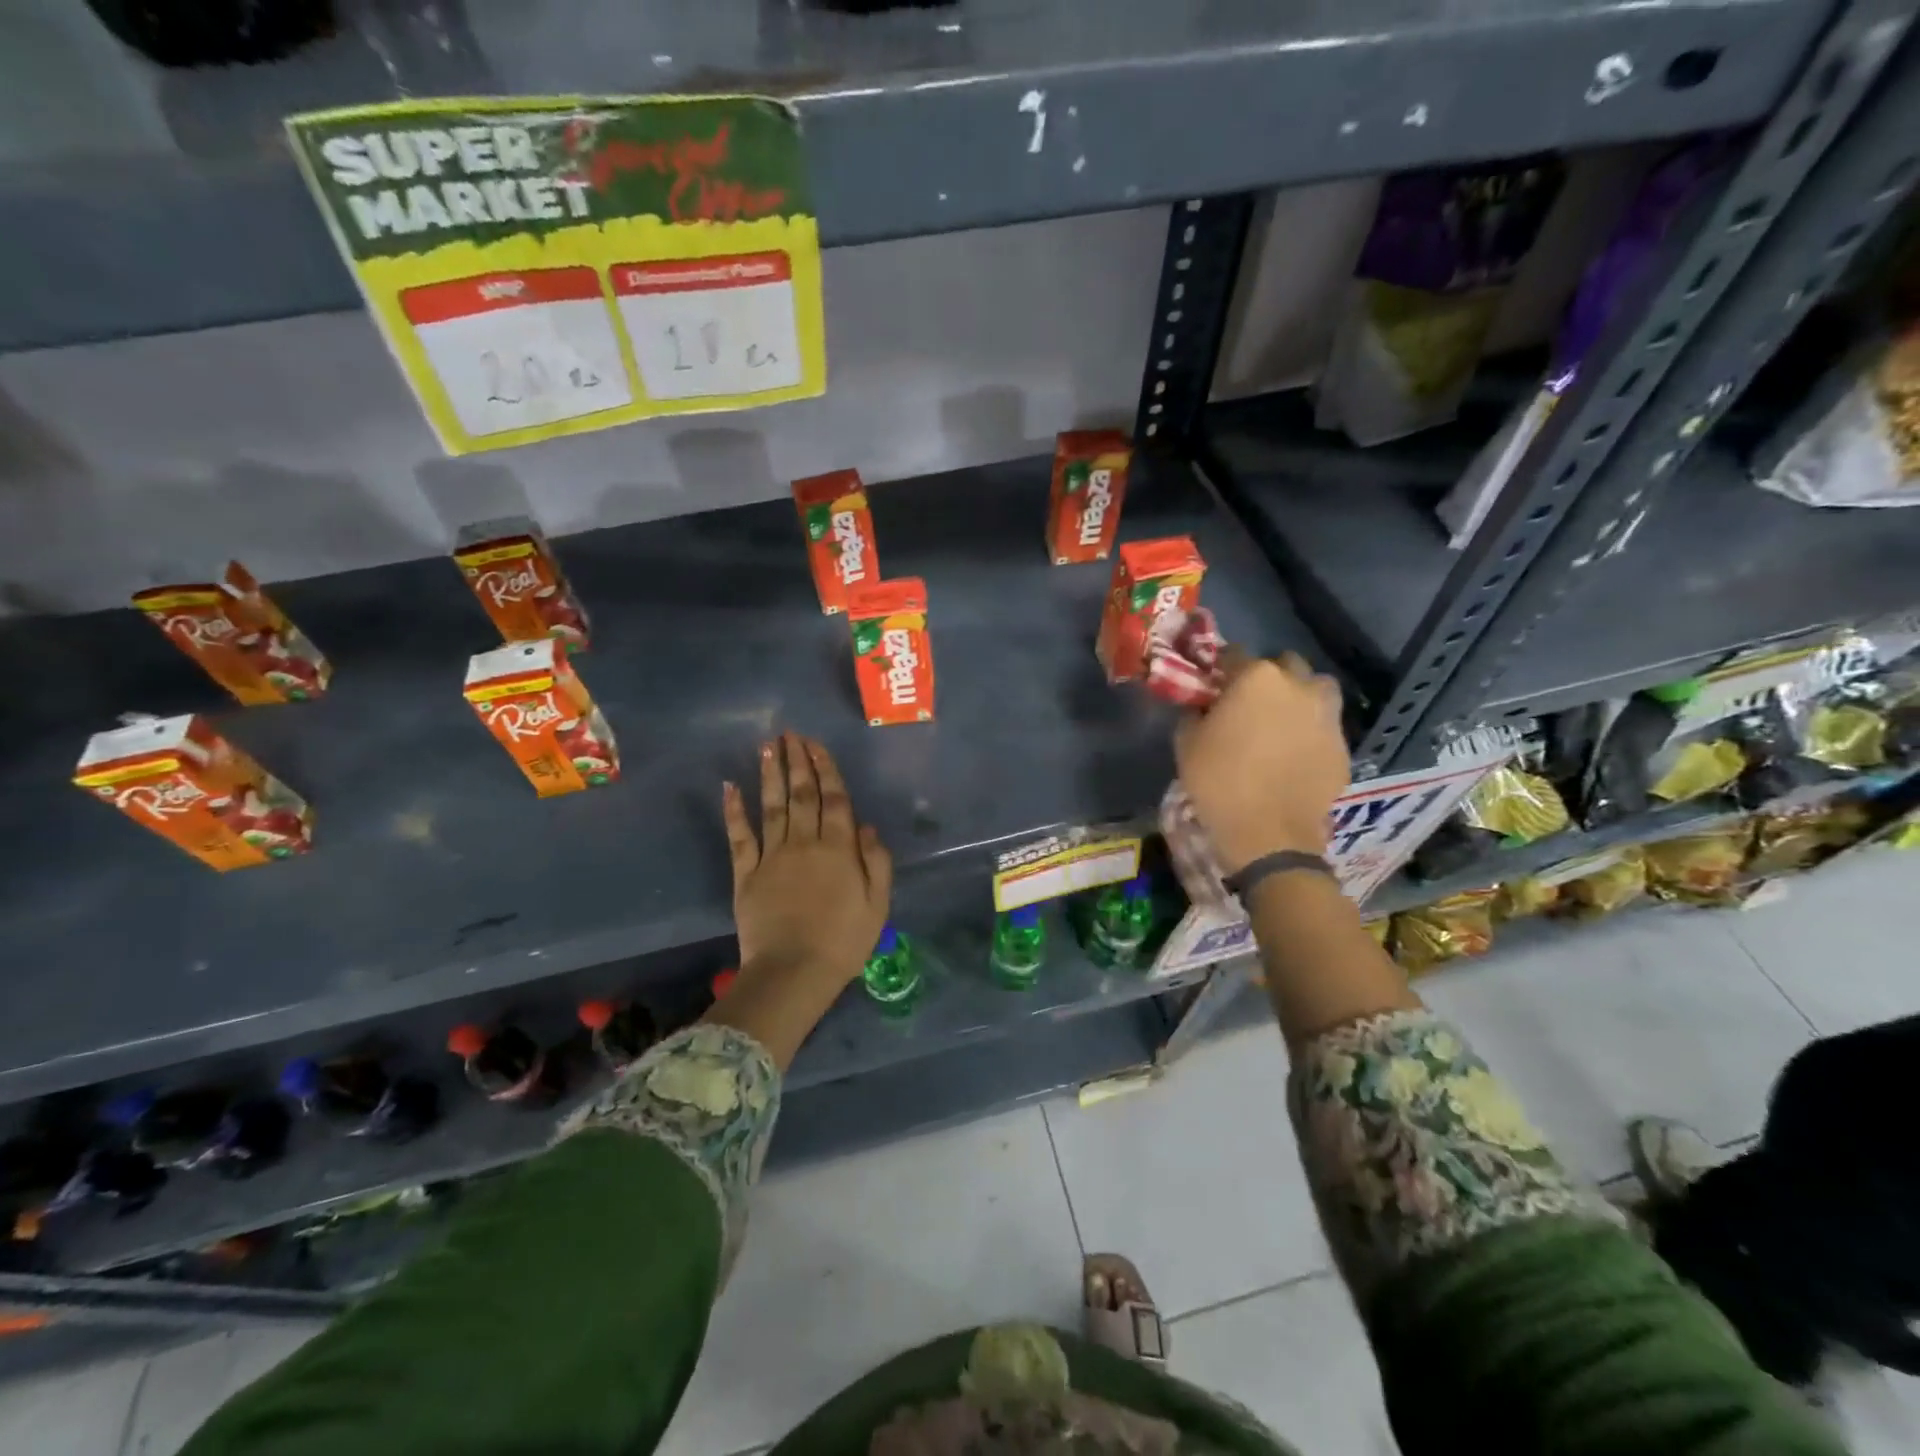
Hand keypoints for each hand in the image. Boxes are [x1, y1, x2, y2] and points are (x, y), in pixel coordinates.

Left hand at [721, 733, 892, 990]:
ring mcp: (772, 856)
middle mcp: (804, 842)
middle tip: (790, 733)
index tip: (817, 744)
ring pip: (771, 806)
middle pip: (801, 794)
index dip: (826, 768)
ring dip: (769, 774)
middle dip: (797, 761)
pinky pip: (739, 836)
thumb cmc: (843, 941)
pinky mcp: (746, 874)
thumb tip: (866, 825)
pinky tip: (730, 787)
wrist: (794, 972)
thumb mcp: (877, 904)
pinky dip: (734, 811)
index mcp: (838, 848)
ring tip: (767, 746)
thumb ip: (876, 861)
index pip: (834, 799)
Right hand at [1174, 649, 1347, 871]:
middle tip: (1249, 702)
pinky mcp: (1343, 745)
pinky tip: (1295, 753)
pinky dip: (1311, 731)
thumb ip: (1194, 713)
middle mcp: (1297, 686)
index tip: (1213, 685)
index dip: (1221, 668)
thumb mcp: (1186, 743)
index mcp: (1256, 678)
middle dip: (1267, 676)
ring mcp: (1326, 715)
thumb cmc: (1218, 782)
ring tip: (1281, 721)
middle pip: (1283, 664)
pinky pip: (1325, 725)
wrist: (1269, 834)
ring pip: (1316, 688)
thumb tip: (1203, 707)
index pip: (1234, 654)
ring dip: (1299, 696)